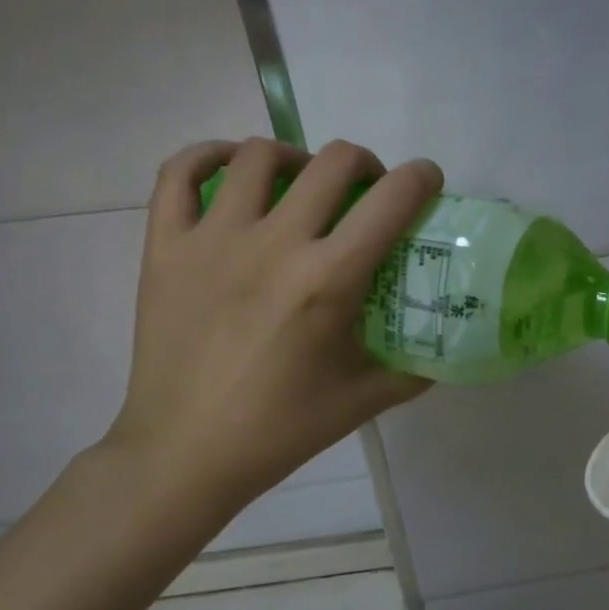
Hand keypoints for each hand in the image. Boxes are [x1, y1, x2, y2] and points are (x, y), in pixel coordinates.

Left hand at [104, 137, 441, 522]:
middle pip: (332, 162)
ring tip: (302, 184)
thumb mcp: (364, 400)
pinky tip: (232, 170)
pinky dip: (210, 156)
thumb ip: (414, 369)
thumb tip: (442, 348)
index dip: (421, 178)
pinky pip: (180, 173)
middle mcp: (275, 244)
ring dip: (296, 158)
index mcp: (329, 281)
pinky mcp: (166, 247)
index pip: (391, 201)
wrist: (187, 453)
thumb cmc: (281, 429)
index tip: (427, 182)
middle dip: (366, 165)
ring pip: (260, 156)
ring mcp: (213, 239)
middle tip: (367, 192)